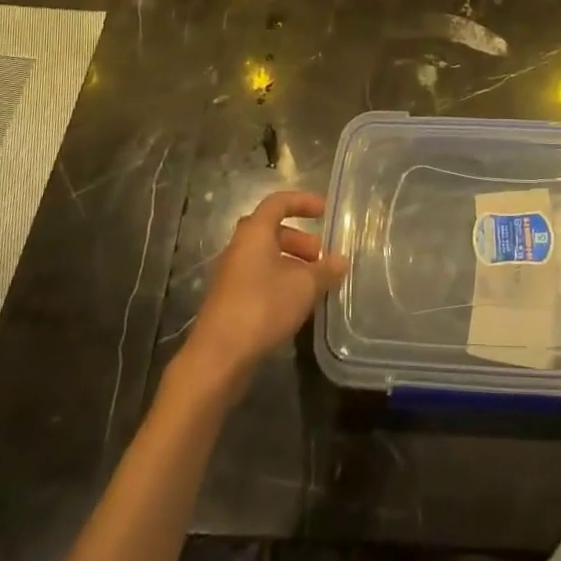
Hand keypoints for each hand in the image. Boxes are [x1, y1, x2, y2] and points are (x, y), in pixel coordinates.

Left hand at [174, 192, 346, 401]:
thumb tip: (341, 262)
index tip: (326, 211)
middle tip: (322, 256)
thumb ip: (325, 271)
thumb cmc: (263, 307)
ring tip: (315, 284)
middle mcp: (239, 248)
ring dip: (292, 264)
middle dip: (300, 240)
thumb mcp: (304, 286)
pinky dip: (280, 283)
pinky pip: (259, 280)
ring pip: (266, 258)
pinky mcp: (230, 302)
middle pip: (271, 231)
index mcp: (254, 233)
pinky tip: (298, 305)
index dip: (304, 202)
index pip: (278, 202)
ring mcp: (231, 276)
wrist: (218, 358)